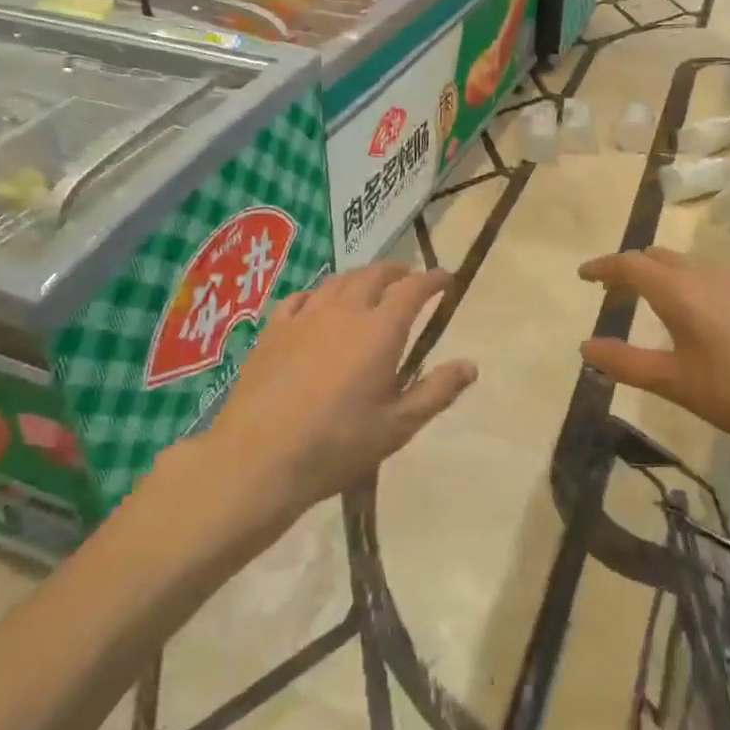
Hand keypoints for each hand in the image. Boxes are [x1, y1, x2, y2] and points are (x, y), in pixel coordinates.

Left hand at [203, 263, 476, 510]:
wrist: (259, 457)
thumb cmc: (337, 444)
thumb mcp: (397, 426)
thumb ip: (436, 391)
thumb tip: (471, 365)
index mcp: (379, 330)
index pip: (412, 289)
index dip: (432, 280)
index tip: (446, 279)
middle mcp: (344, 311)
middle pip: (374, 275)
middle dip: (396, 271)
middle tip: (408, 278)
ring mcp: (304, 317)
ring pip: (338, 281)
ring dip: (360, 277)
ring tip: (369, 286)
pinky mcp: (273, 330)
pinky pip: (301, 298)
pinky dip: (319, 293)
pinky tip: (318, 304)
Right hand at [578, 248, 729, 509]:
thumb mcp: (676, 384)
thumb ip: (626, 362)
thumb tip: (585, 347)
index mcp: (681, 291)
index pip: (631, 264)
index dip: (603, 267)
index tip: (583, 274)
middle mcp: (710, 274)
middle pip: (661, 257)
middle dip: (633, 268)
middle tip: (615, 290)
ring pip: (692, 265)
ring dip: (667, 276)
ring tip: (657, 304)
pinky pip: (719, 277)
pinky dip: (696, 286)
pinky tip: (706, 318)